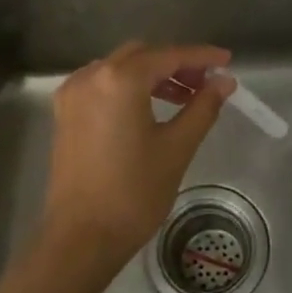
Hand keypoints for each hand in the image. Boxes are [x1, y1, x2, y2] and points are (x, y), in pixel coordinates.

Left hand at [38, 42, 234, 279]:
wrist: (81, 237)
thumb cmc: (134, 193)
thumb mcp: (176, 147)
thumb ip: (202, 107)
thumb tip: (224, 82)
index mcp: (119, 80)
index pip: (168, 56)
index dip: (201, 56)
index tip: (226, 60)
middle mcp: (91, 76)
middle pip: (141, 55)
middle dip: (175, 64)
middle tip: (205, 82)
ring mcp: (73, 94)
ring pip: (119, 68)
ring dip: (151, 74)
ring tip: (182, 97)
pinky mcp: (65, 113)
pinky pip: (102, 84)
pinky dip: (127, 87)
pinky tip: (148, 107)